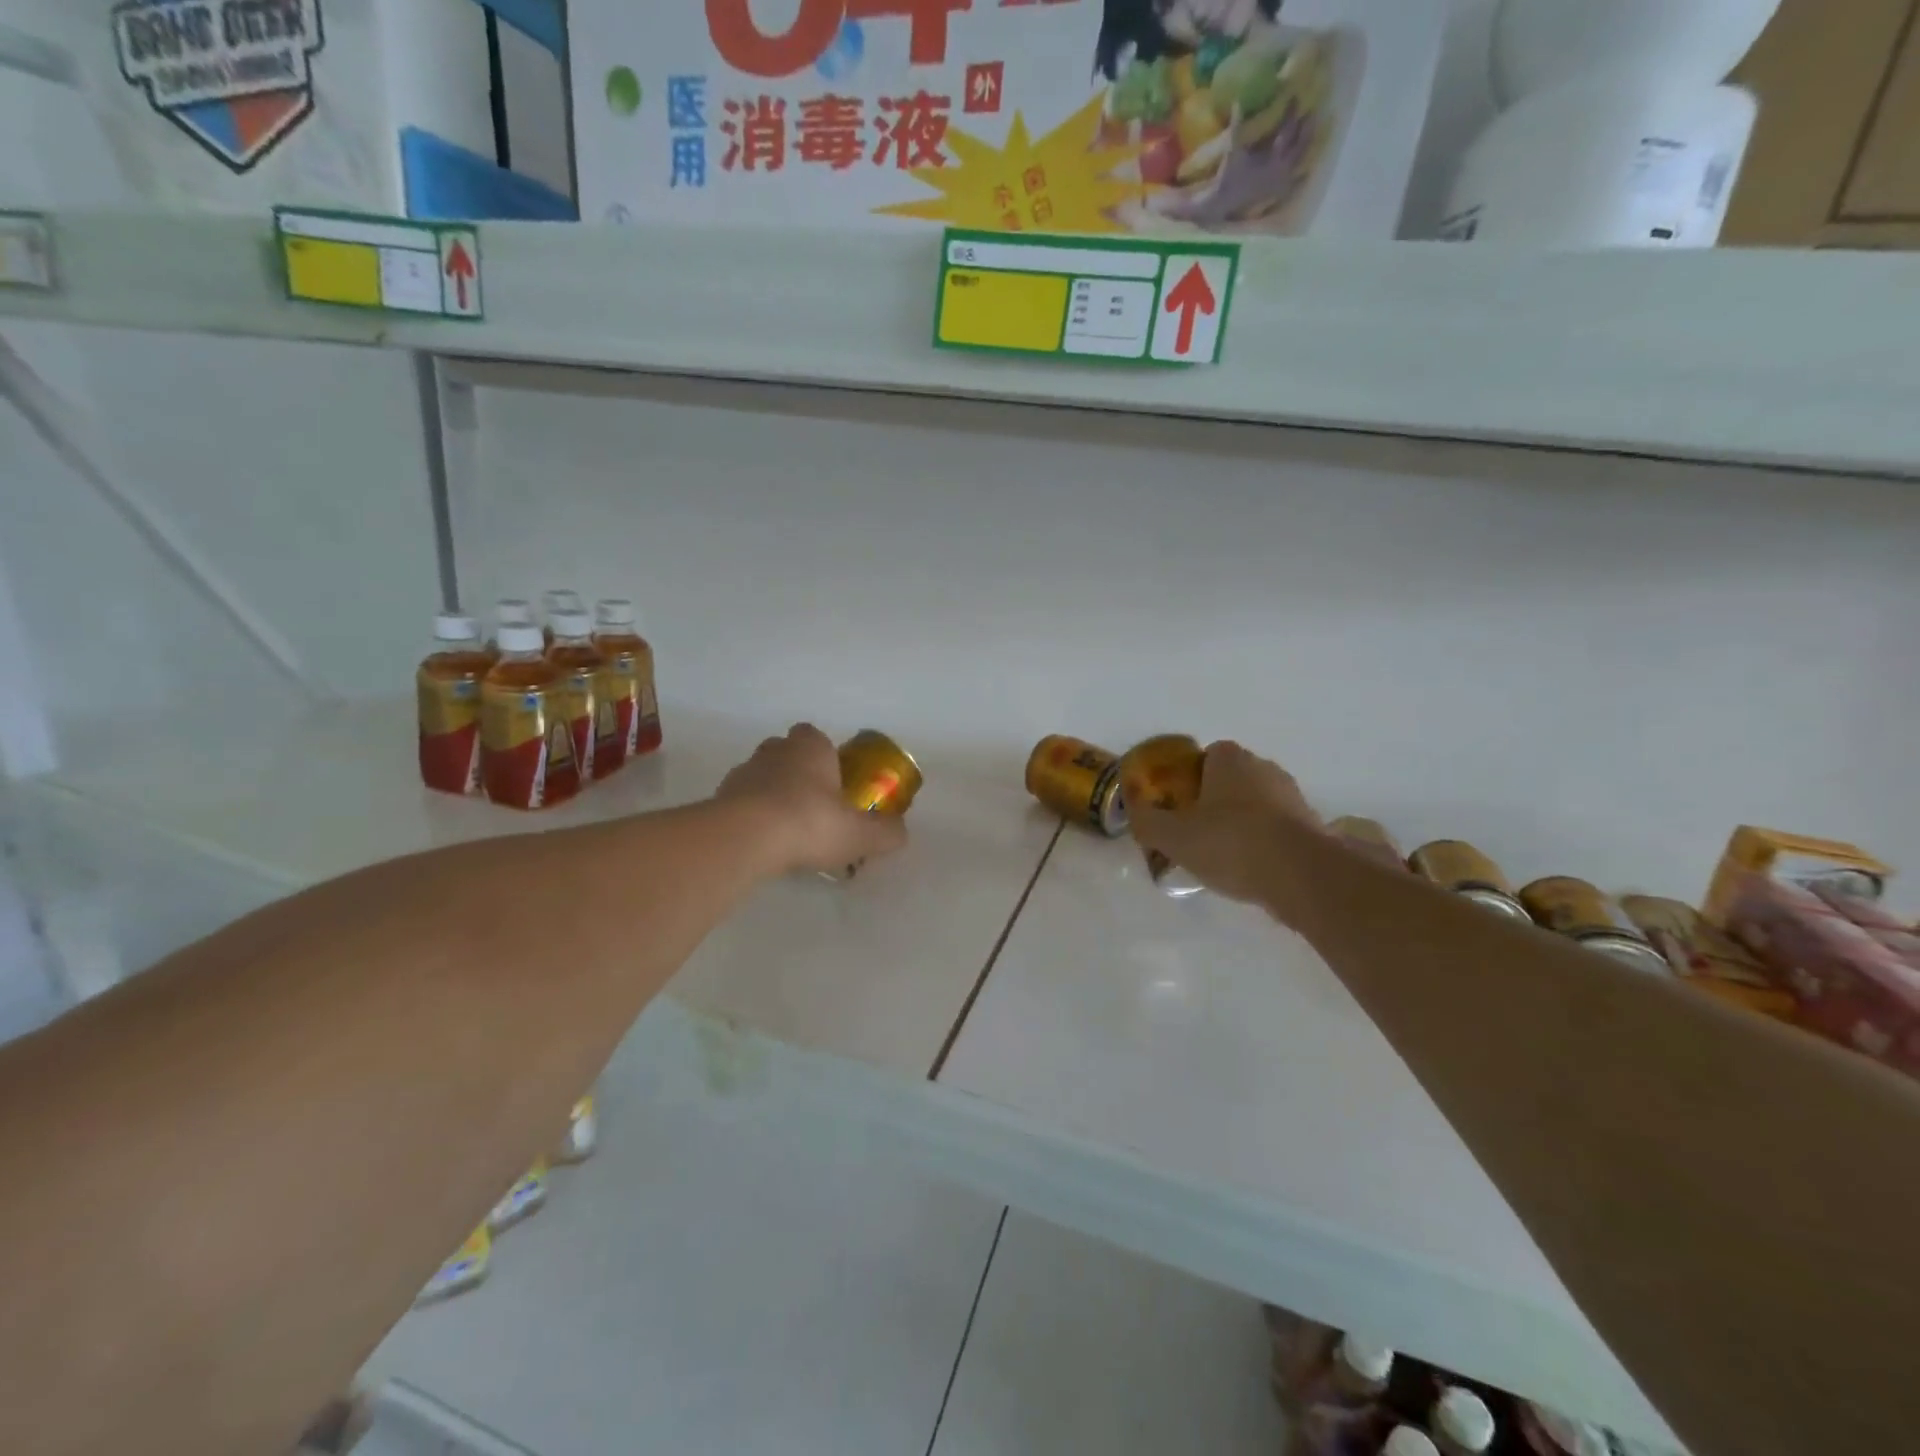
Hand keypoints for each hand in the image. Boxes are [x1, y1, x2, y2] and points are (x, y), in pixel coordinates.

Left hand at [716, 724, 907, 876]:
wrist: (746, 838)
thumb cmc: (811, 822)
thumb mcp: (860, 834)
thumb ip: (885, 832)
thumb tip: (900, 833)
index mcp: (811, 747)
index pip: (816, 736)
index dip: (825, 756)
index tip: (833, 782)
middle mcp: (775, 751)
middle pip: (786, 753)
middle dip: (797, 773)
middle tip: (812, 805)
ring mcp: (742, 772)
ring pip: (760, 776)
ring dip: (771, 795)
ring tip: (785, 830)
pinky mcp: (718, 798)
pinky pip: (740, 802)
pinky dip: (750, 816)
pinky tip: (762, 843)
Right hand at [1128, 741, 1322, 905]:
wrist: (1302, 875)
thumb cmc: (1230, 843)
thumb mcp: (1173, 837)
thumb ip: (1147, 822)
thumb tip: (1133, 810)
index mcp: (1230, 759)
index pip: (1206, 755)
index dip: (1189, 778)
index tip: (1178, 806)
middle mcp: (1264, 768)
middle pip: (1231, 779)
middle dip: (1214, 800)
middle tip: (1194, 832)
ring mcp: (1292, 796)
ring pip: (1256, 804)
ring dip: (1241, 823)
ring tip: (1222, 857)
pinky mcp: (1312, 826)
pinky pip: (1277, 828)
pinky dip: (1263, 842)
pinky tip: (1250, 869)